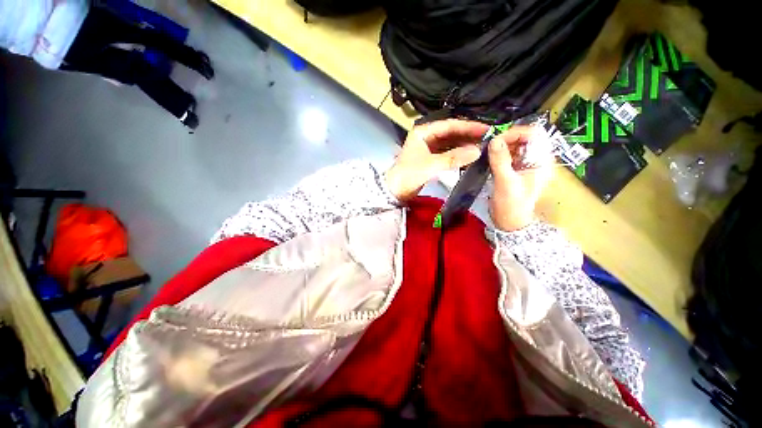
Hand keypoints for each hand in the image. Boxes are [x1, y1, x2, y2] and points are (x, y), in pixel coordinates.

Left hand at [385, 119, 487, 201]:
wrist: (395, 192)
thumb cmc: (409, 175)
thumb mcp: (430, 165)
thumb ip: (453, 158)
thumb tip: (477, 151)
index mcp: (423, 132)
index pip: (449, 125)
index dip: (468, 127)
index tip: (486, 129)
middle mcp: (426, 136)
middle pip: (451, 133)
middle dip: (468, 135)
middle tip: (488, 138)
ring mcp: (428, 147)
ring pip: (450, 143)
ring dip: (464, 145)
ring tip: (482, 147)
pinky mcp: (430, 158)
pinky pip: (447, 153)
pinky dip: (458, 154)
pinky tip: (469, 156)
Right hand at [488, 126, 553, 230]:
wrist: (509, 222)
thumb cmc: (512, 205)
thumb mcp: (506, 182)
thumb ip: (500, 161)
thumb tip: (494, 140)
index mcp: (541, 161)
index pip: (534, 135)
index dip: (517, 133)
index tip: (498, 139)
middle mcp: (534, 159)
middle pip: (523, 138)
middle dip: (506, 138)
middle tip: (490, 145)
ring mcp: (523, 164)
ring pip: (512, 145)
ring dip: (500, 146)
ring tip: (487, 151)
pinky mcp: (512, 169)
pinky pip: (505, 154)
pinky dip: (497, 153)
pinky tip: (488, 156)